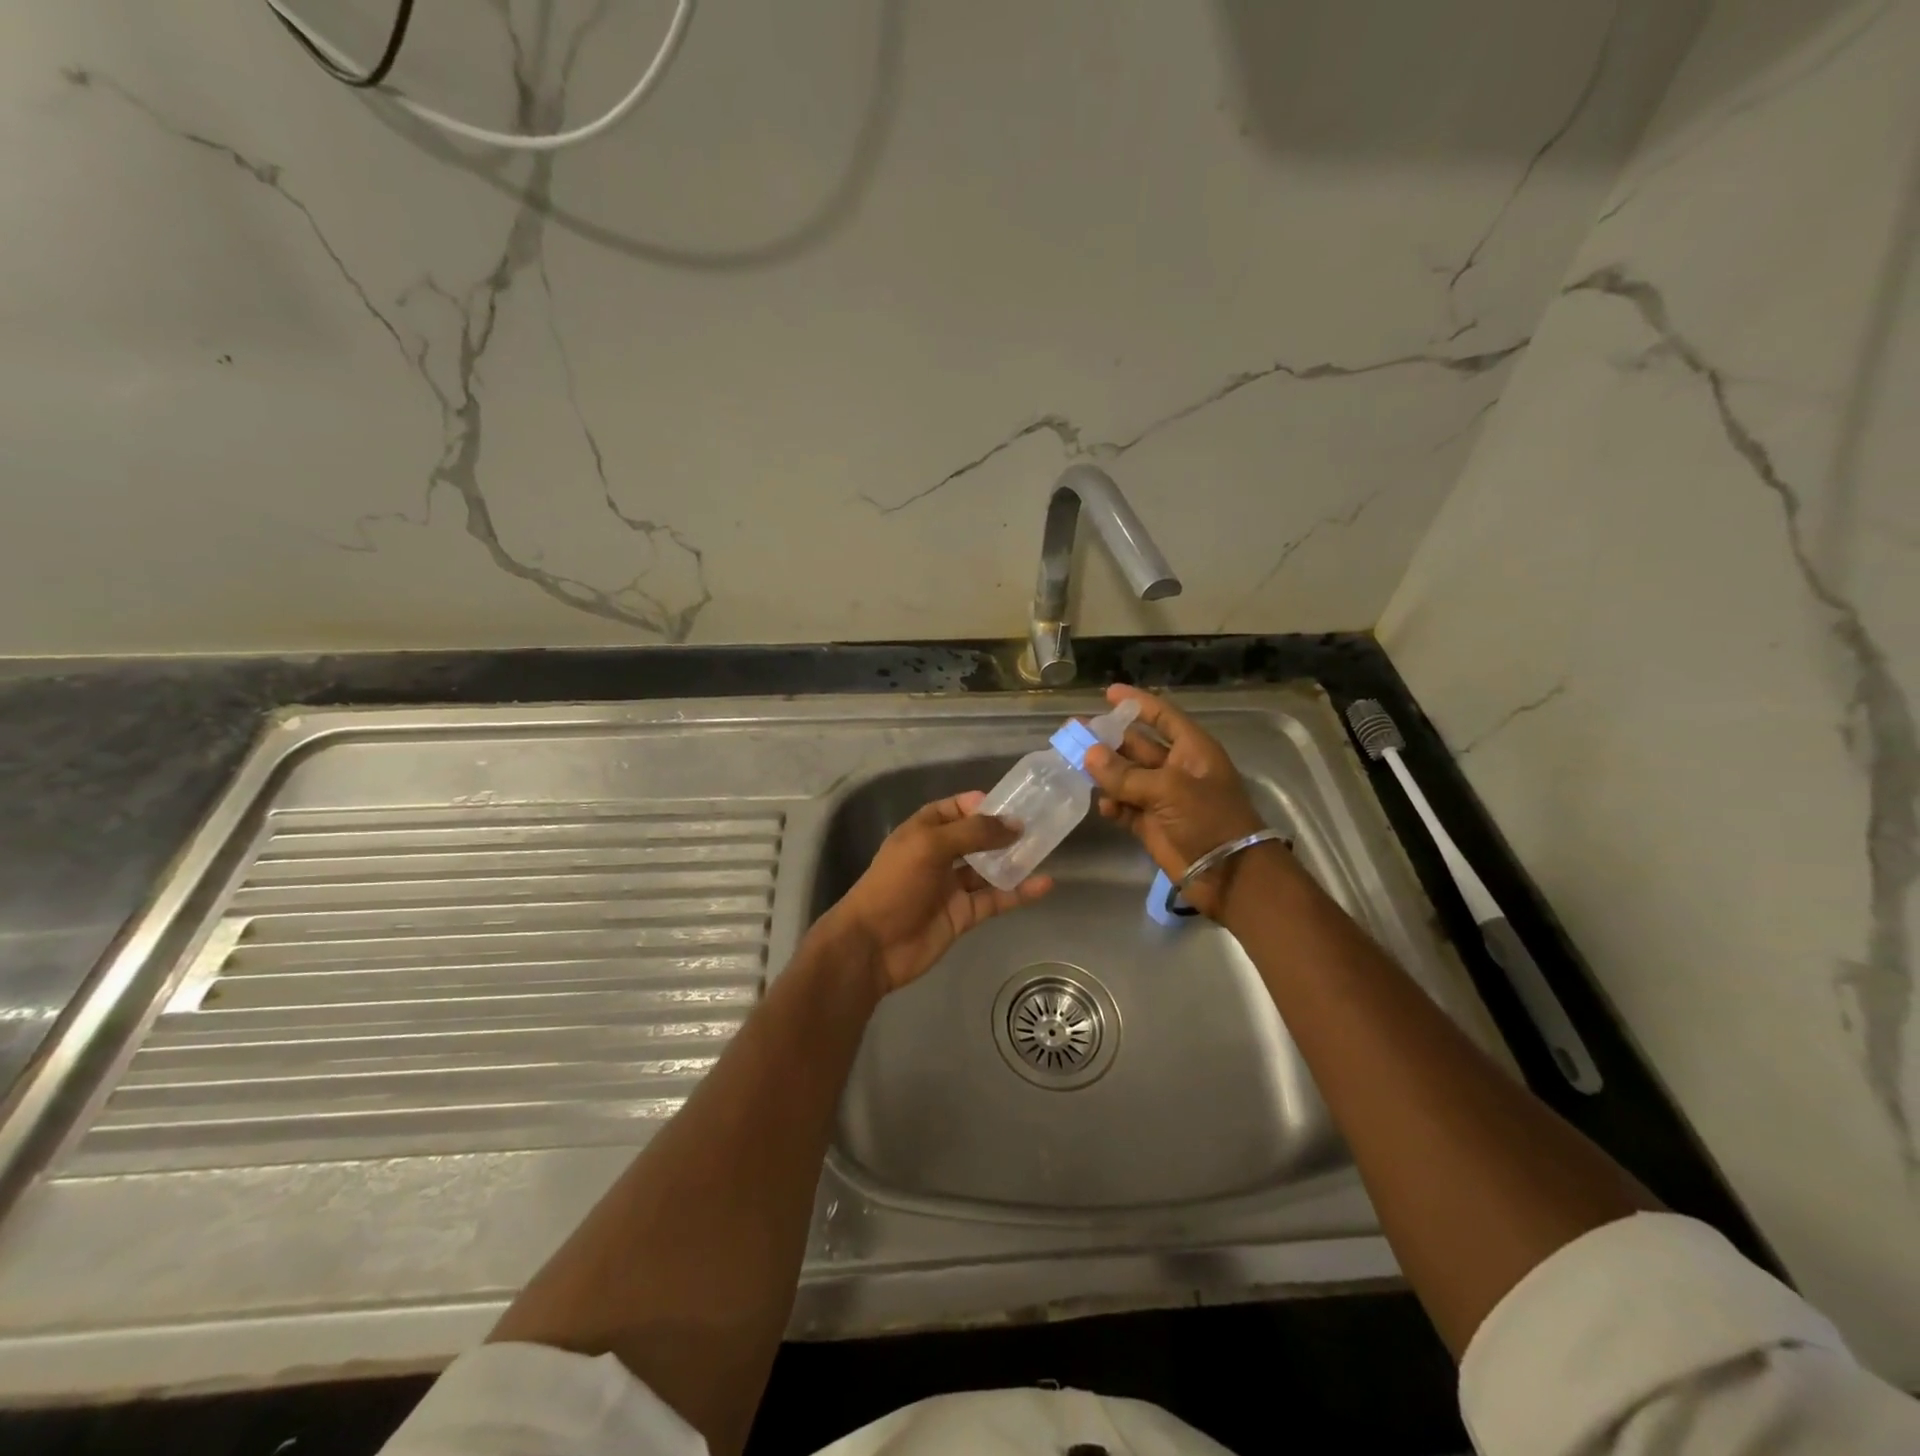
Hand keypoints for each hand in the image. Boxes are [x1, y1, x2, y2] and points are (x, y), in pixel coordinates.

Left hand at [814, 791, 1052, 994]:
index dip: (979, 804)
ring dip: (1013, 860)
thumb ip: (973, 833)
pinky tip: (1043, 884)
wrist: (873, 946)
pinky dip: (1018, 892)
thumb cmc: (895, 884)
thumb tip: (1014, 824)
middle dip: (1003, 831)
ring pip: (989, 868)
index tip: (1011, 802)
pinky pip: (995, 898)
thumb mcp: (930, 846)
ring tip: (1046, 848)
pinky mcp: (963, 914)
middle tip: (1038, 824)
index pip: (954, 809)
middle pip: (975, 837)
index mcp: (923, 831)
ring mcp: (951, 886)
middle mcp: (938, 855)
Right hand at [1083, 684, 1274, 918]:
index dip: (1138, 704)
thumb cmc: (1208, 820)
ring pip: (1125, 776)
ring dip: (1103, 772)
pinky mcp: (1150, 824)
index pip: (1162, 716)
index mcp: (1192, 750)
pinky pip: (1124, 807)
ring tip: (1074, 765)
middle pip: (1137, 745)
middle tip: (1074, 732)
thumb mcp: (1169, 789)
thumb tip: (1089, 754)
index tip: (1109, 693)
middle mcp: (1176, 768)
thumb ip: (1126, 774)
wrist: (1228, 874)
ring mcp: (1162, 798)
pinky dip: (1112, 805)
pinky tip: (1102, 806)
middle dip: (1108, 739)